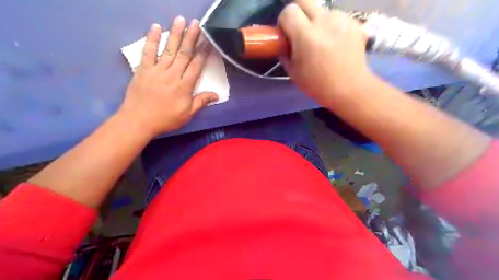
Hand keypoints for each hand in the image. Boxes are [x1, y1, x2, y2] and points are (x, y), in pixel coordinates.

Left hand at [118, 17, 218, 136]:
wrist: (139, 120)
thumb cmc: (166, 119)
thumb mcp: (187, 114)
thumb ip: (201, 102)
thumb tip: (216, 95)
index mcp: (184, 86)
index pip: (196, 66)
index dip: (203, 53)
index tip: (208, 42)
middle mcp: (172, 74)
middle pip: (184, 53)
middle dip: (191, 38)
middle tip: (197, 24)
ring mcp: (157, 70)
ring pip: (169, 49)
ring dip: (175, 34)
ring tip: (181, 20)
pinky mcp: (143, 69)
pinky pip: (148, 52)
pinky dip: (151, 39)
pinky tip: (155, 27)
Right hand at [279, 0, 371, 107]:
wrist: (349, 88)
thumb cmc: (318, 84)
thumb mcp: (293, 73)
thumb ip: (285, 53)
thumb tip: (284, 43)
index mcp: (306, 35)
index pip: (289, 11)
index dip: (284, 21)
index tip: (286, 34)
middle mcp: (324, 21)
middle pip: (304, 0)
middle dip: (298, 13)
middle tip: (300, 31)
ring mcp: (342, 20)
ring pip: (322, 10)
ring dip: (317, 21)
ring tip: (322, 41)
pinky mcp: (354, 22)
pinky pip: (337, 18)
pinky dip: (332, 27)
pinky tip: (335, 43)